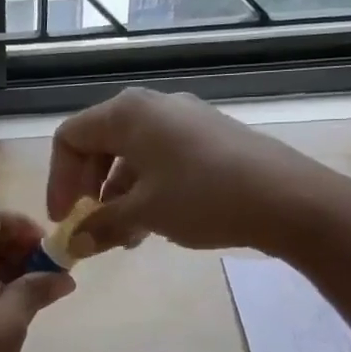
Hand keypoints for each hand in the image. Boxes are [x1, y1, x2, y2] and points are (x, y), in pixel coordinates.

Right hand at [47, 88, 325, 254]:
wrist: (292, 200)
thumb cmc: (203, 197)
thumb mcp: (143, 213)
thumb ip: (100, 225)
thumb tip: (74, 244)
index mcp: (127, 113)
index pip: (70, 138)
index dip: (58, 180)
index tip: (64, 219)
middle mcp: (152, 107)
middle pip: (98, 144)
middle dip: (87, 189)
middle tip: (89, 225)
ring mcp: (184, 120)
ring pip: (130, 155)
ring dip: (116, 196)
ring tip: (123, 237)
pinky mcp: (209, 137)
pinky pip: (159, 159)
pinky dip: (145, 189)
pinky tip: (154, 224)